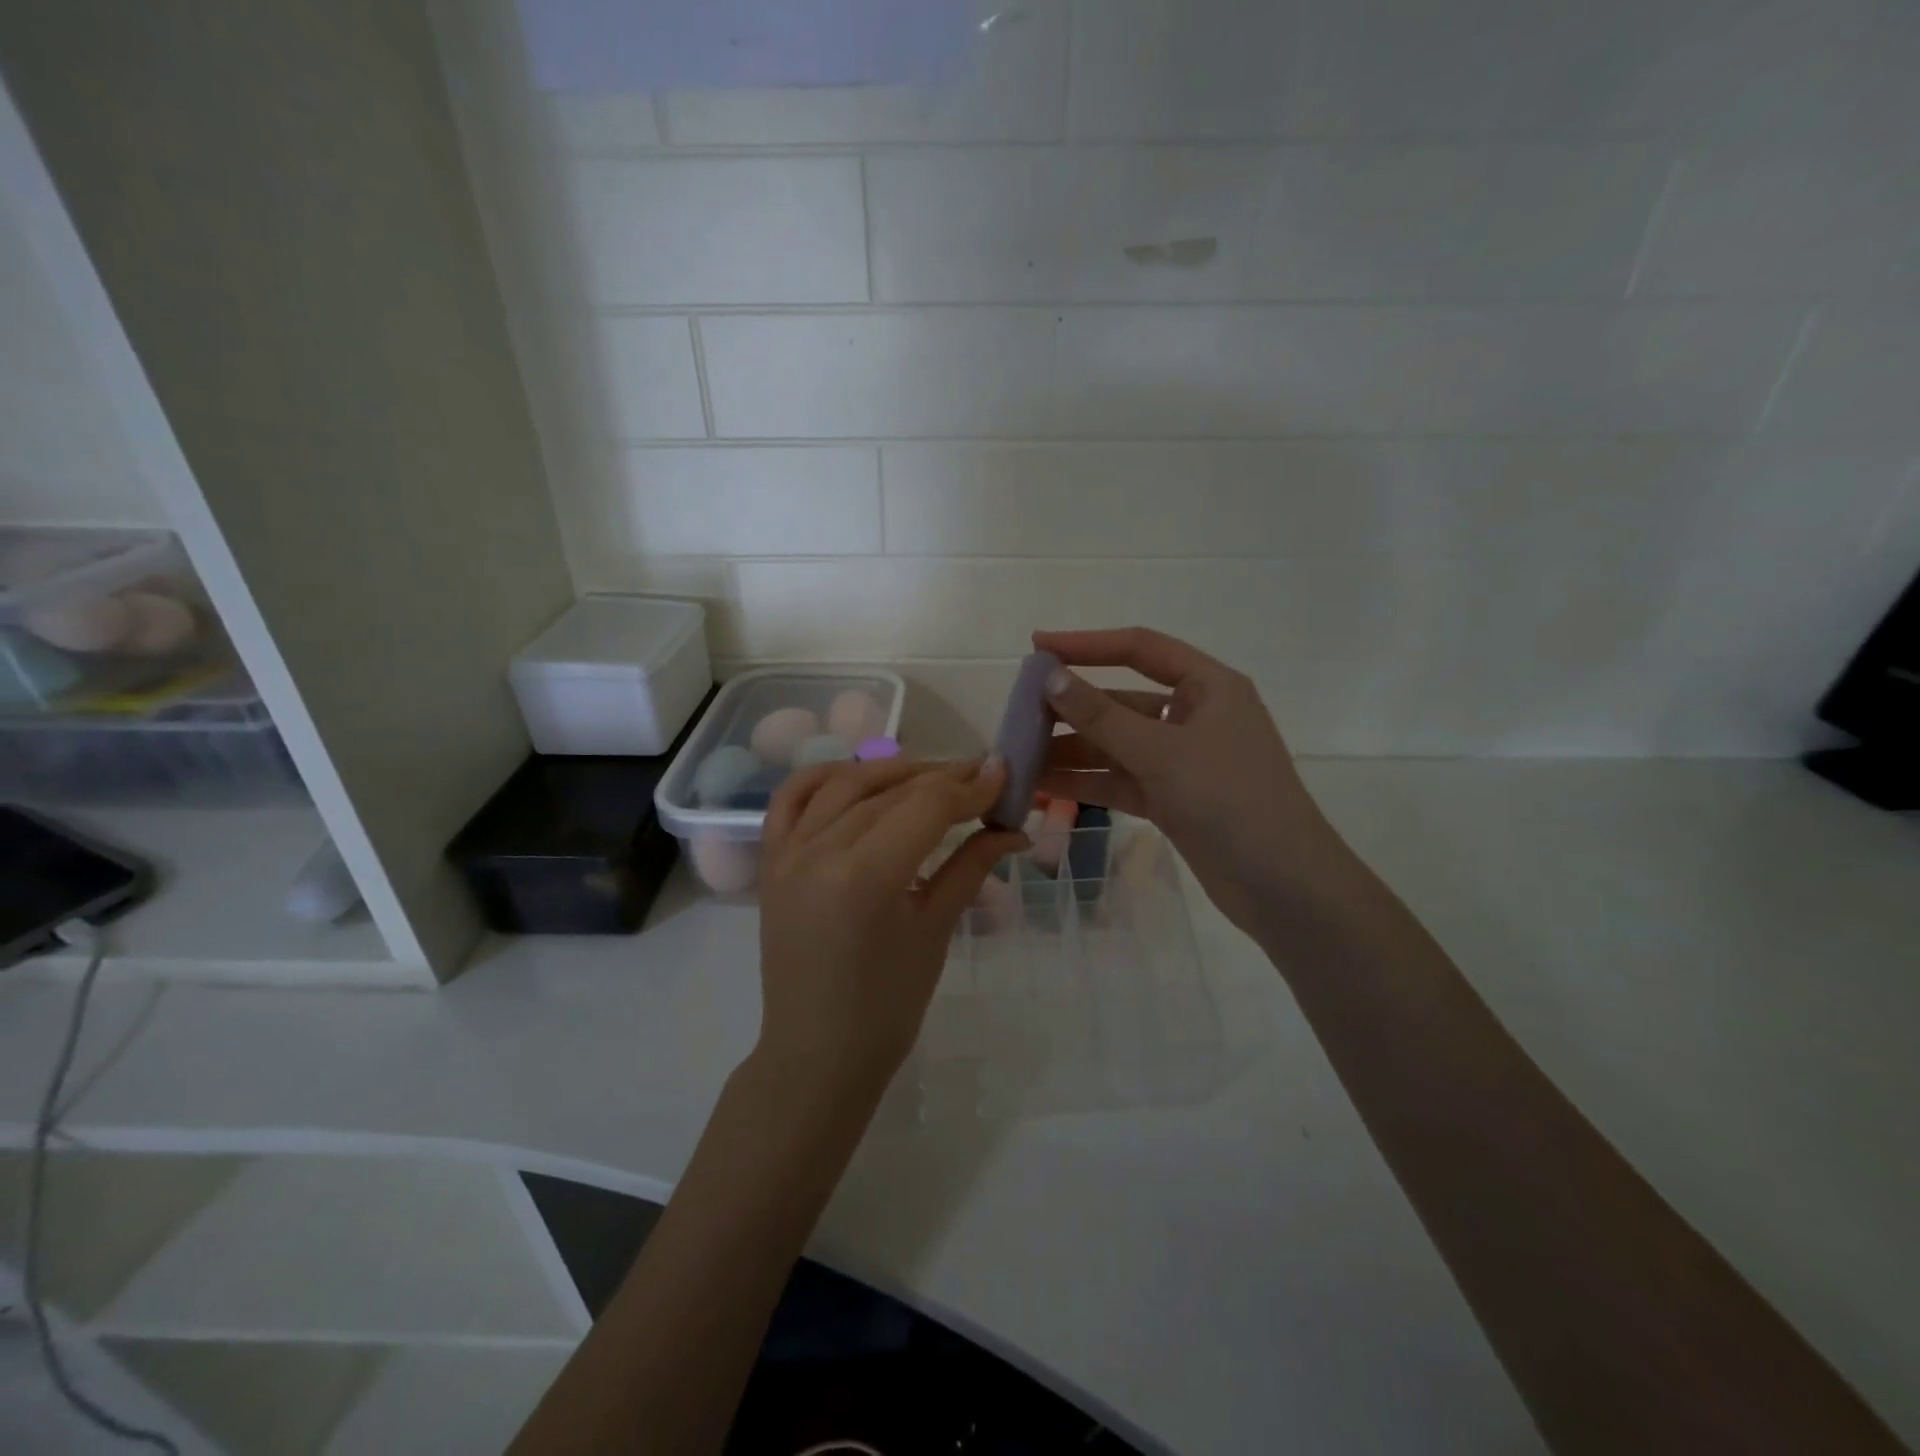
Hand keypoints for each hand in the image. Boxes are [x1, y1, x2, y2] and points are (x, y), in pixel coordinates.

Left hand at [755, 757, 1027, 1096]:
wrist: (818, 1052)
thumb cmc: (888, 1005)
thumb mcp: (936, 929)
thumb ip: (972, 865)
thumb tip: (1014, 828)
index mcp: (866, 876)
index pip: (927, 807)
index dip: (970, 788)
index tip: (1003, 776)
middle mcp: (820, 851)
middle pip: (891, 791)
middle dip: (942, 778)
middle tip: (981, 776)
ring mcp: (788, 853)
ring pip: (845, 784)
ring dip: (893, 771)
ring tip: (932, 776)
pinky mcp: (771, 861)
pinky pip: (792, 799)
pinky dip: (826, 777)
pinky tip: (857, 777)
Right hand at [1033, 627, 1359, 935]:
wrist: (1281, 886)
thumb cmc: (1230, 800)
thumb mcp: (1162, 752)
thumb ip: (1102, 717)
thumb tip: (1050, 676)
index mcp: (1208, 687)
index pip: (1140, 649)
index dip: (1087, 644)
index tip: (1037, 645)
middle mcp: (1193, 717)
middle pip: (1120, 702)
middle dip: (1071, 710)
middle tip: (1017, 715)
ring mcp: (1181, 761)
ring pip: (1115, 746)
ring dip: (1070, 751)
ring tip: (1019, 757)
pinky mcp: (1171, 799)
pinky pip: (1119, 780)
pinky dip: (1085, 782)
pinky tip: (1043, 786)